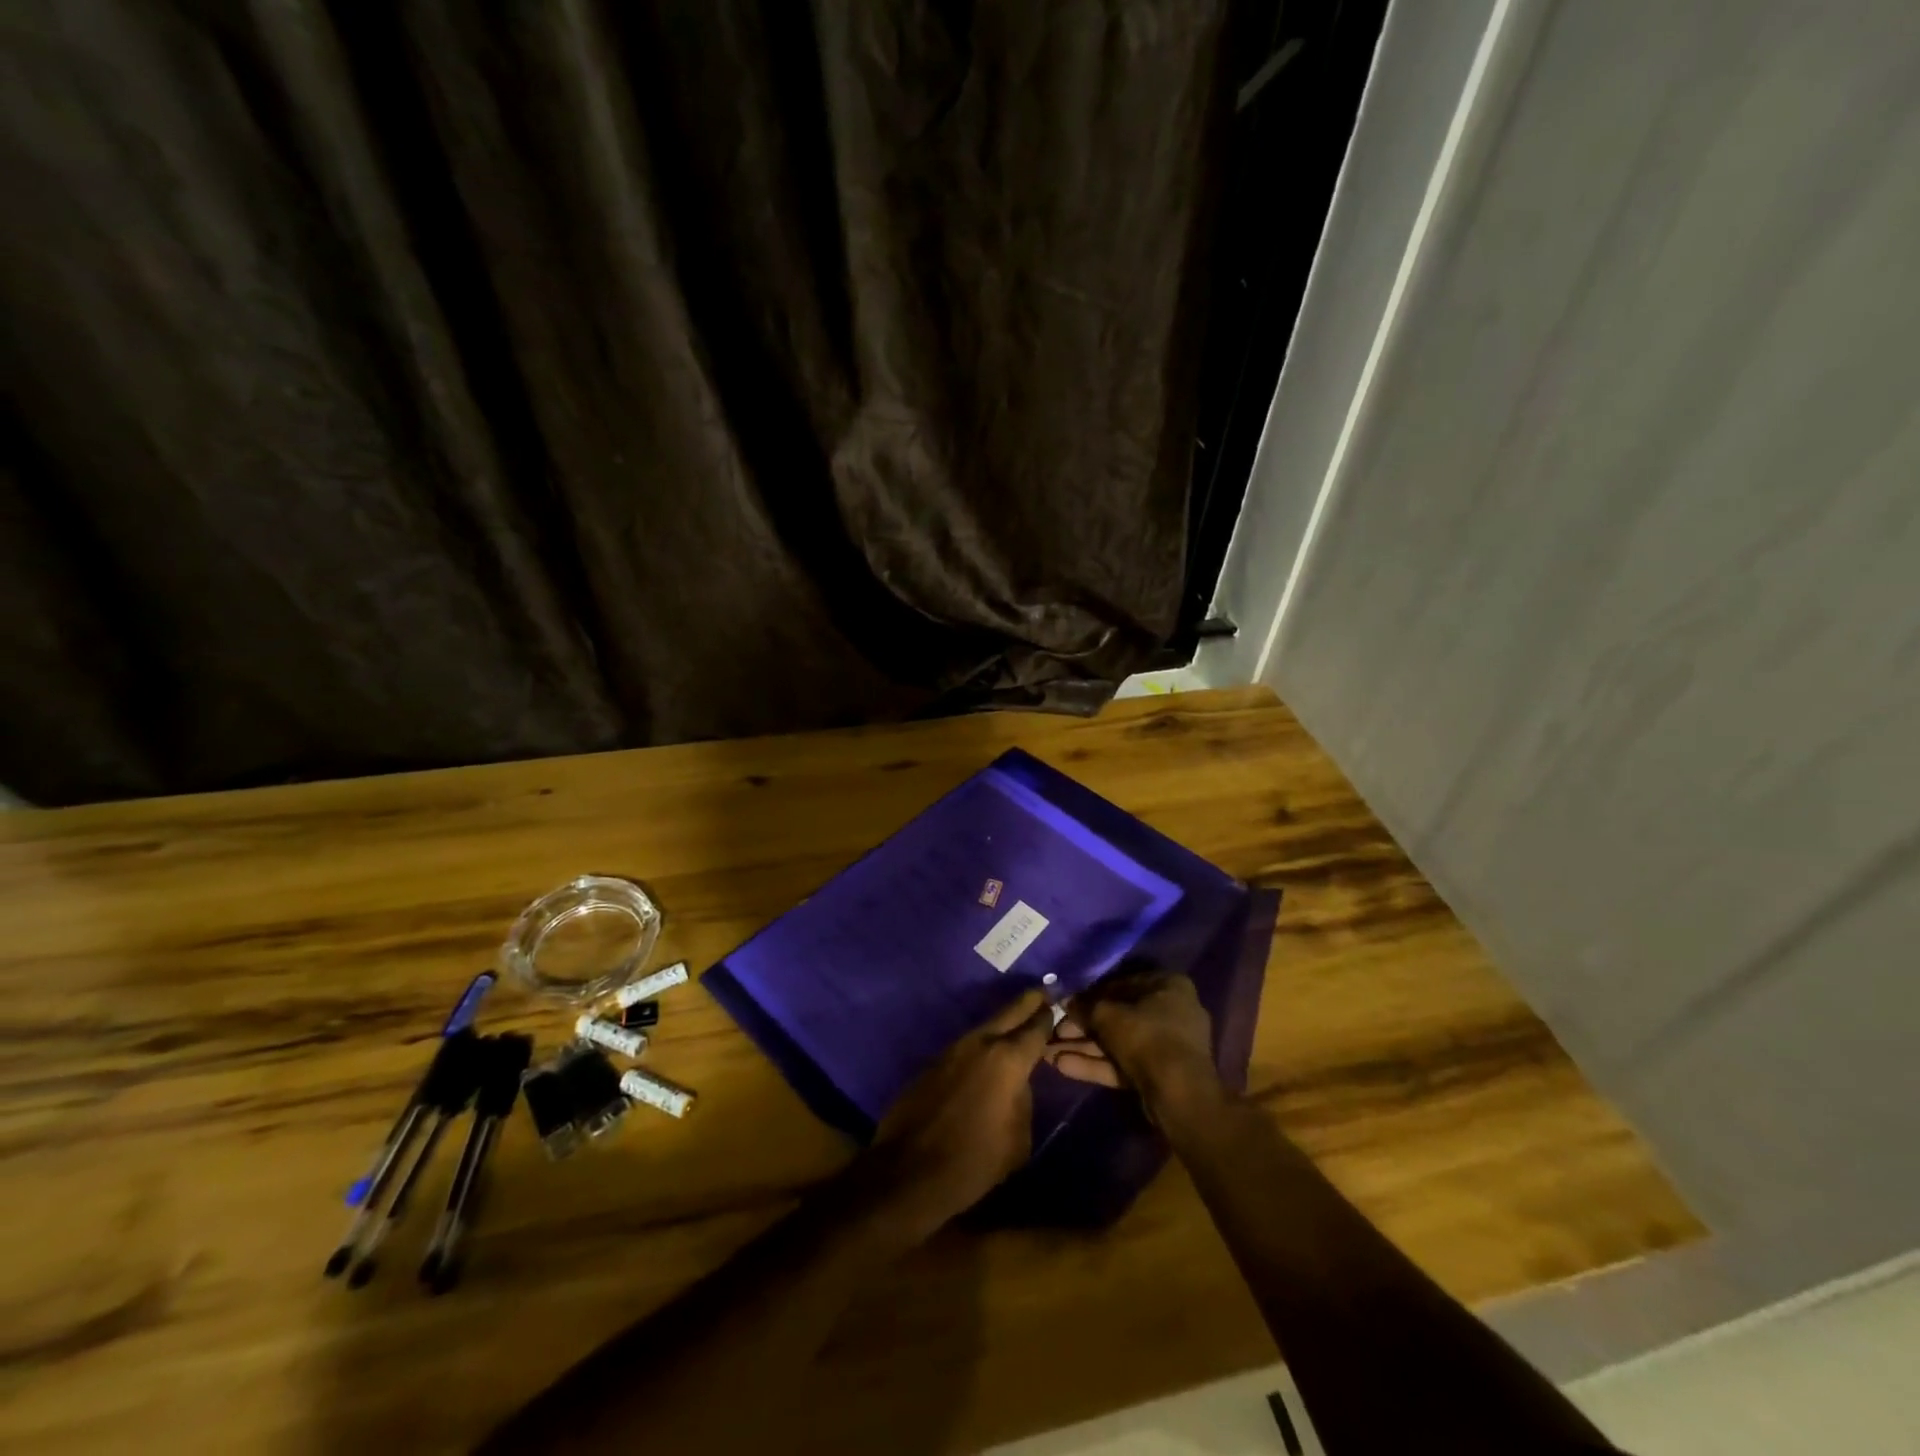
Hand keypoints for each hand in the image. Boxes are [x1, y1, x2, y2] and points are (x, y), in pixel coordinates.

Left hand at [859, 990, 1054, 1241]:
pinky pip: (966, 1046)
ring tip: (1018, 1025)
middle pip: (1010, 1011)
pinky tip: (987, 1056)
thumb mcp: (1018, 1139)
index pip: (1036, 1027)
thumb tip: (1016, 1085)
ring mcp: (953, 1049)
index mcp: (1008, 1060)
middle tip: (1043, 992)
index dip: (1050, 1016)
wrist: (909, 1171)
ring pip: (986, 1026)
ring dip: (1003, 1023)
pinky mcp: (933, 1062)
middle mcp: (981, 1043)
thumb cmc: (974, 1161)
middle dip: (1029, 1002)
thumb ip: (1023, 1100)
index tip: (1059, 1005)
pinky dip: (982, 1046)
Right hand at [1042, 960, 1218, 1110]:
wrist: (1179, 1094)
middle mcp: (1171, 1011)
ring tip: (1048, 1052)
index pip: (1121, 984)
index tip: (1066, 1004)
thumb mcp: (1108, 1015)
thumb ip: (1085, 1006)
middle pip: (1118, 1016)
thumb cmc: (1146, 1037)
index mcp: (1168, 986)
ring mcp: (1167, 1046)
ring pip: (1118, 1043)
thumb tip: (1066, 1001)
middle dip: (1082, 1027)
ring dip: (1084, 1047)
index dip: (1090, 995)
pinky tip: (1063, 1066)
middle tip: (1054, 1032)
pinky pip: (1124, 1063)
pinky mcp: (1159, 1074)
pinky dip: (1098, 1064)